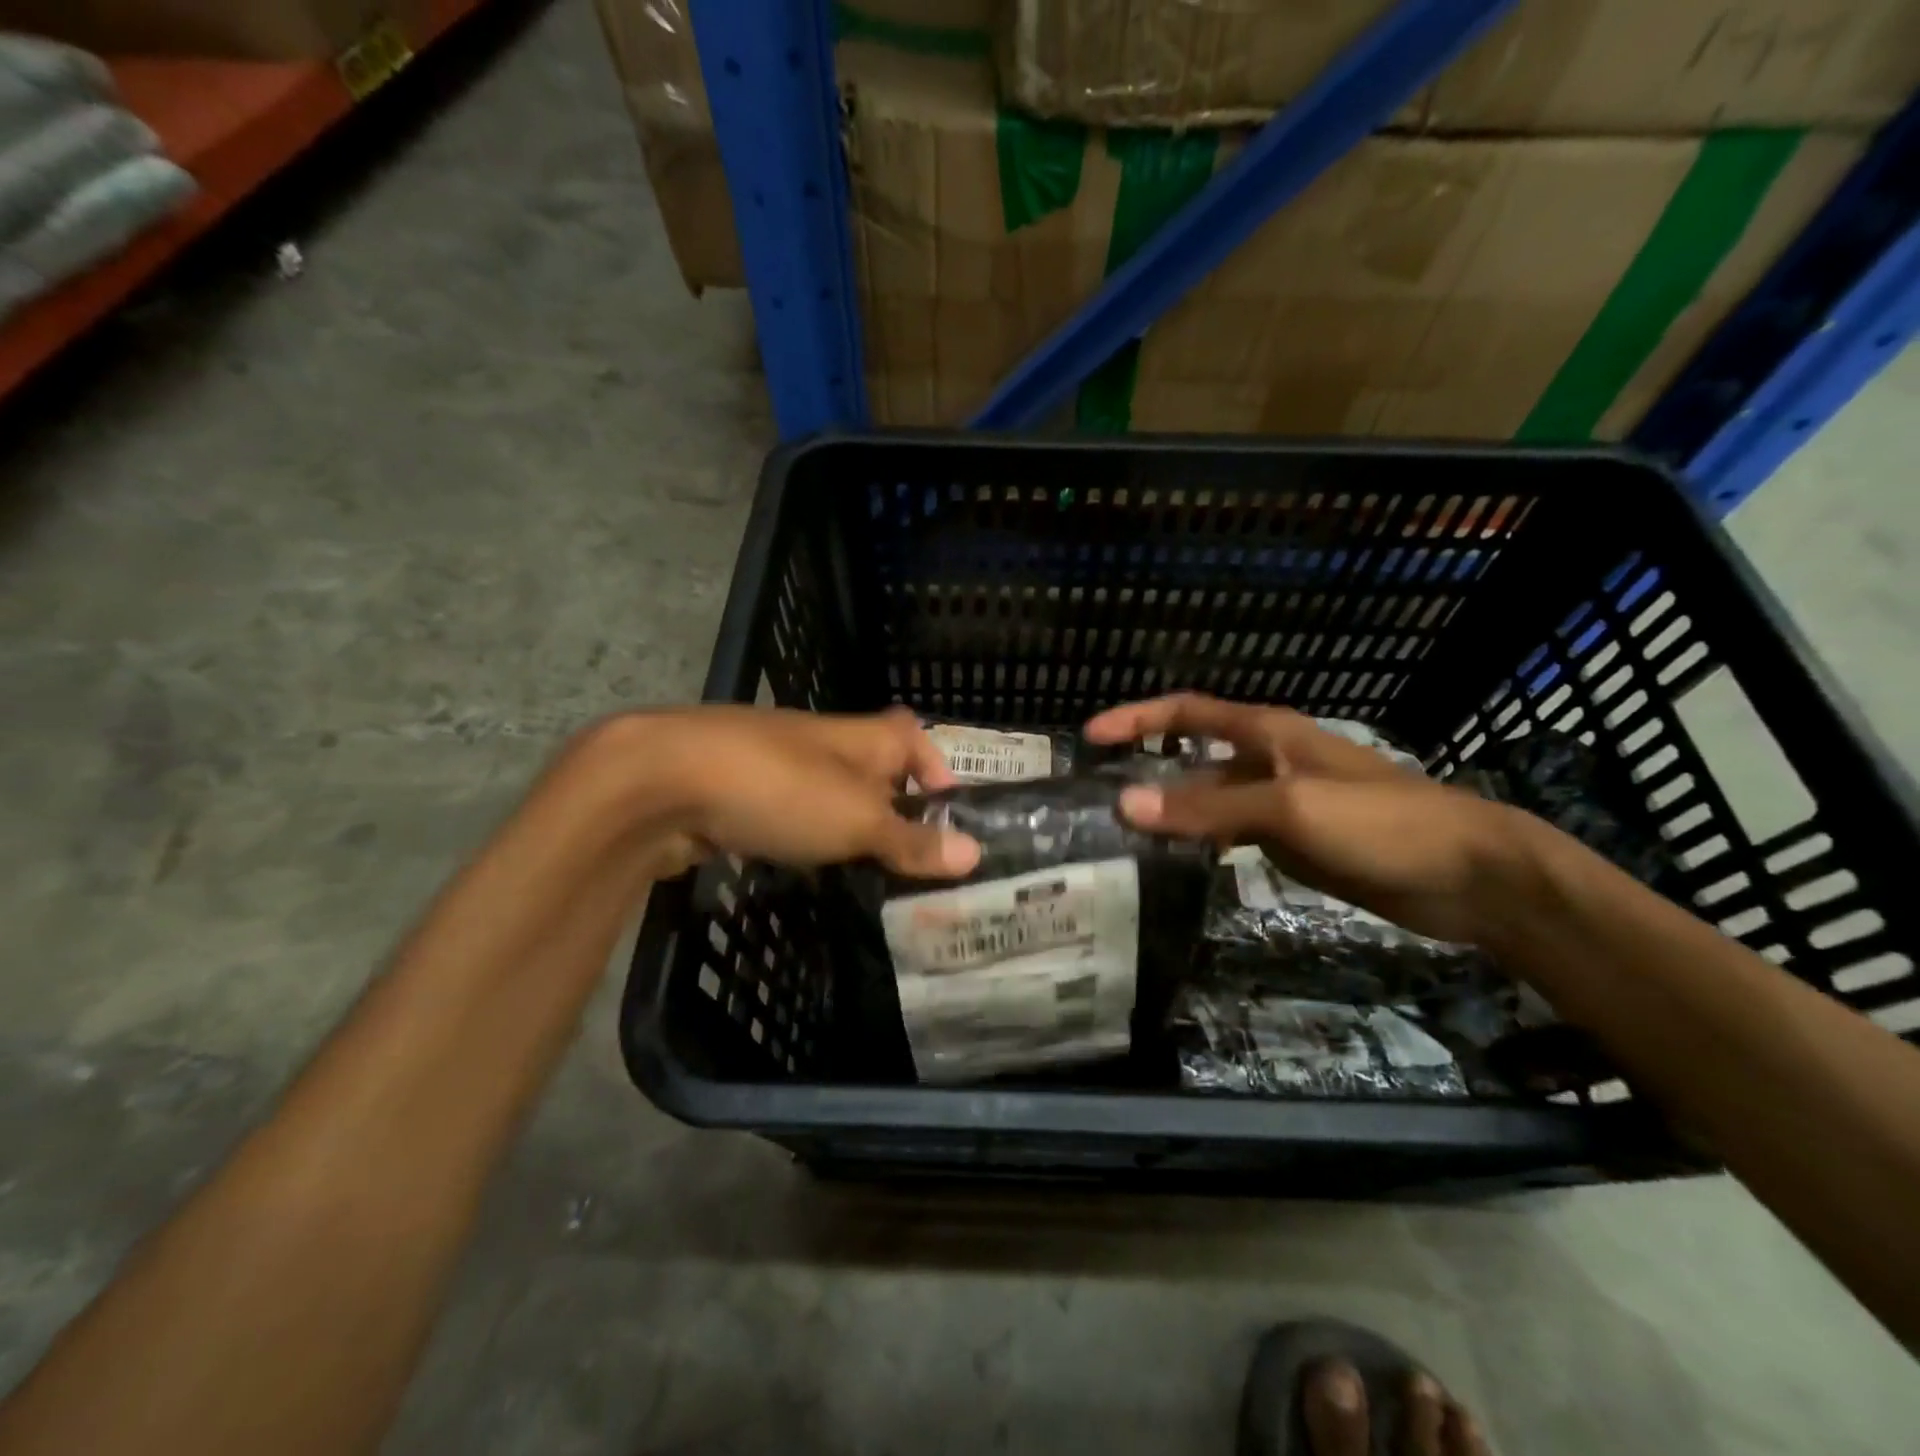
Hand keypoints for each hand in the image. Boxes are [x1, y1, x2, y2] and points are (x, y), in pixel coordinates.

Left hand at [586, 706, 981, 881]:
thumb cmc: (781, 790)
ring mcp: (775, 763)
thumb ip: (911, 840)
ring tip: (866, 870)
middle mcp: (822, 742)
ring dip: (847, 823)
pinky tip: (802, 865)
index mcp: (861, 737)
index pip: (912, 735)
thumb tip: (975, 853)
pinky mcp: (737, 790)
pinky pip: (786, 811)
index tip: (946, 815)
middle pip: (871, 766)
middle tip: (912, 859)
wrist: (663, 781)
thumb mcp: (858, 821)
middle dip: (892, 806)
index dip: (935, 767)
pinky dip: (802, 834)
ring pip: (827, 791)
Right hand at [1083, 694, 1530, 945]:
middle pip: (1192, 756)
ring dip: (1170, 810)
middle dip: (1145, 768)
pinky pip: (1230, 833)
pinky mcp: (1293, 841)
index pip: (1187, 712)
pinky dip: (1199, 841)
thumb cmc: (1379, 822)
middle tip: (1095, 796)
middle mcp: (1267, 760)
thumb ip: (1207, 806)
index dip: (1137, 718)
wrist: (1468, 875)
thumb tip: (1125, 804)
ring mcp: (1280, 802)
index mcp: (1267, 733)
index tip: (1089, 737)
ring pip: (1209, 799)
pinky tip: (1174, 862)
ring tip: (1121, 834)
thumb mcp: (1288, 808)